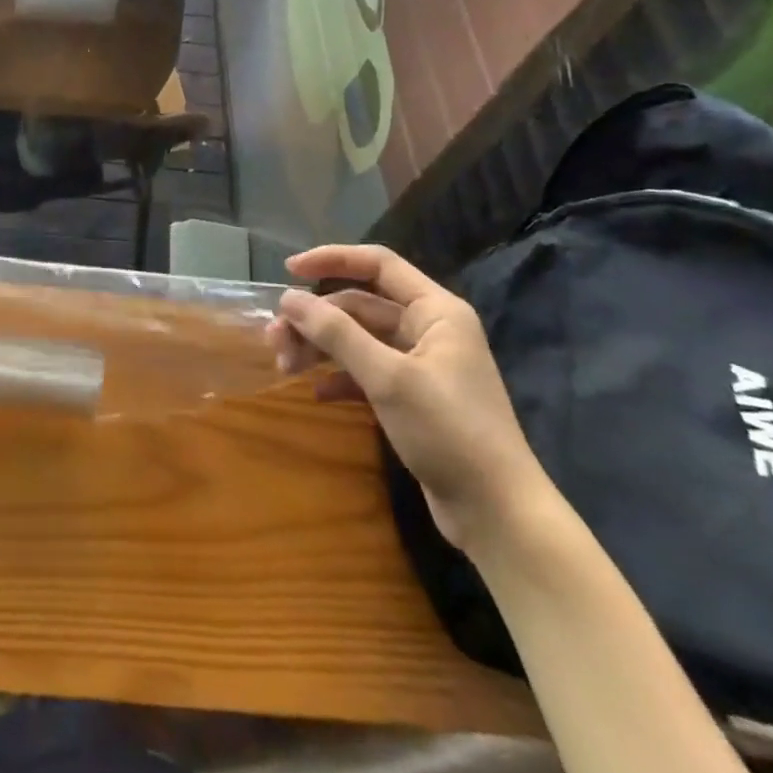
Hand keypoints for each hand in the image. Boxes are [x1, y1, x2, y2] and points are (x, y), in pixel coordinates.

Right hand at [267, 244, 547, 553]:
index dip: (331, 259)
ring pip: (359, 339)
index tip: (288, 271)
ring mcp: (421, 364)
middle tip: (275, 340)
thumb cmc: (448, 431)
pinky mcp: (413, 398)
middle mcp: (429, 329)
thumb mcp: (388, 378)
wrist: (497, 513)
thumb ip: (336, 333)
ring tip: (284, 366)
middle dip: (316, 318)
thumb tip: (288, 299)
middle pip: (360, 305)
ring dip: (321, 348)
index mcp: (436, 310)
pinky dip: (339, 377)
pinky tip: (316, 392)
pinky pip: (366, 371)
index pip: (378, 264)